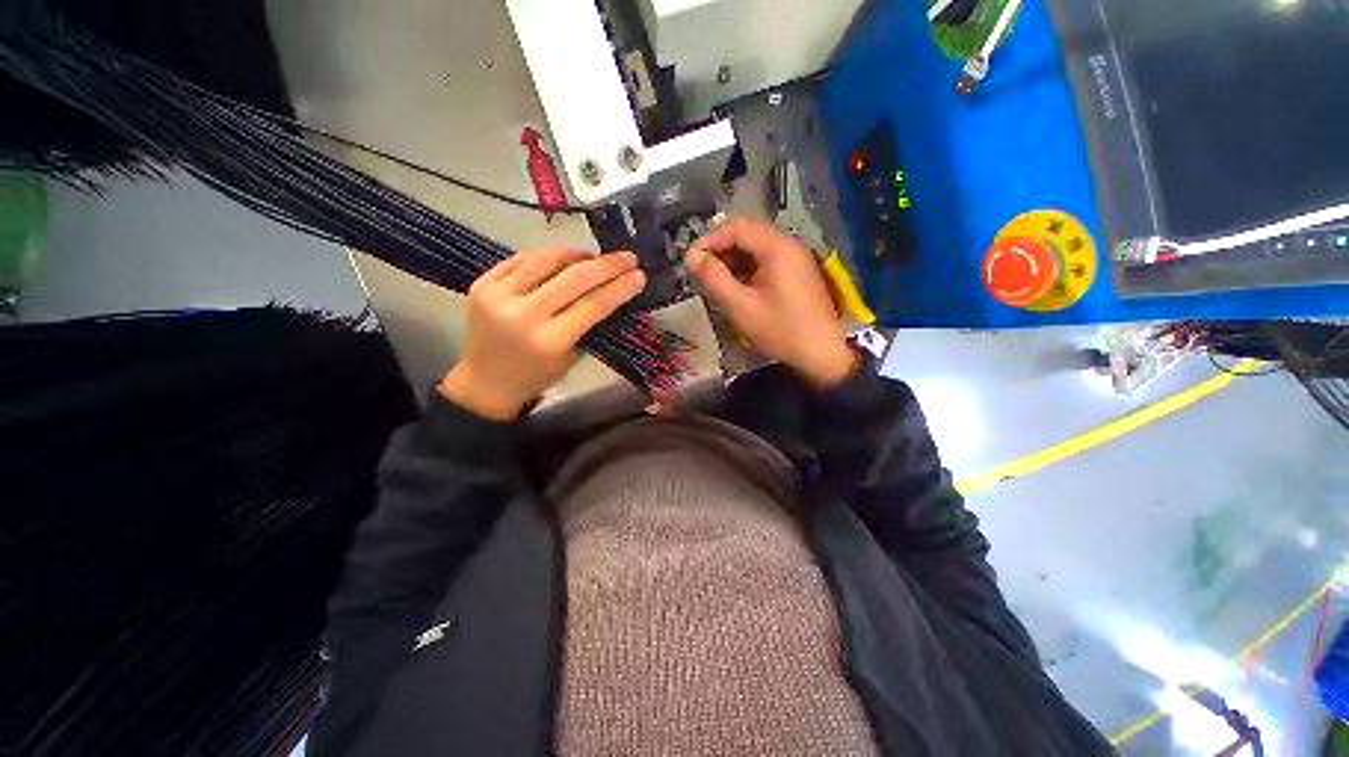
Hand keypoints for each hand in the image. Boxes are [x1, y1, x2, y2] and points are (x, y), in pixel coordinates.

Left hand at [439, 249, 645, 420]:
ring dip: (577, 254)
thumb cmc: (538, 375)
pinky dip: (548, 257)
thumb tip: (611, 290)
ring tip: (594, 257)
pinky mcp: (482, 283)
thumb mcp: (572, 356)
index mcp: (549, 341)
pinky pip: (522, 259)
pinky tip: (563, 260)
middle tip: (627, 257)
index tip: (639, 274)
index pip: (592, 305)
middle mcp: (522, 315)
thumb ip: (589, 324)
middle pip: (573, 278)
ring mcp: (498, 295)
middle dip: (606, 265)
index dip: (619, 287)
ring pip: (546, 260)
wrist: (486, 381)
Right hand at [686, 217, 856, 389]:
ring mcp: (795, 259)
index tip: (691, 260)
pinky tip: (735, 288)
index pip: (737, 226)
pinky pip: (765, 262)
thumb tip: (691, 257)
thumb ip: (713, 278)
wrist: (821, 355)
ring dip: (732, 260)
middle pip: (747, 234)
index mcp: (777, 248)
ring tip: (714, 281)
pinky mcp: (796, 274)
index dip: (709, 239)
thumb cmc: (780, 330)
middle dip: (720, 249)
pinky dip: (746, 270)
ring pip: (755, 248)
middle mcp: (788, 245)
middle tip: (700, 271)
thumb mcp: (740, 306)